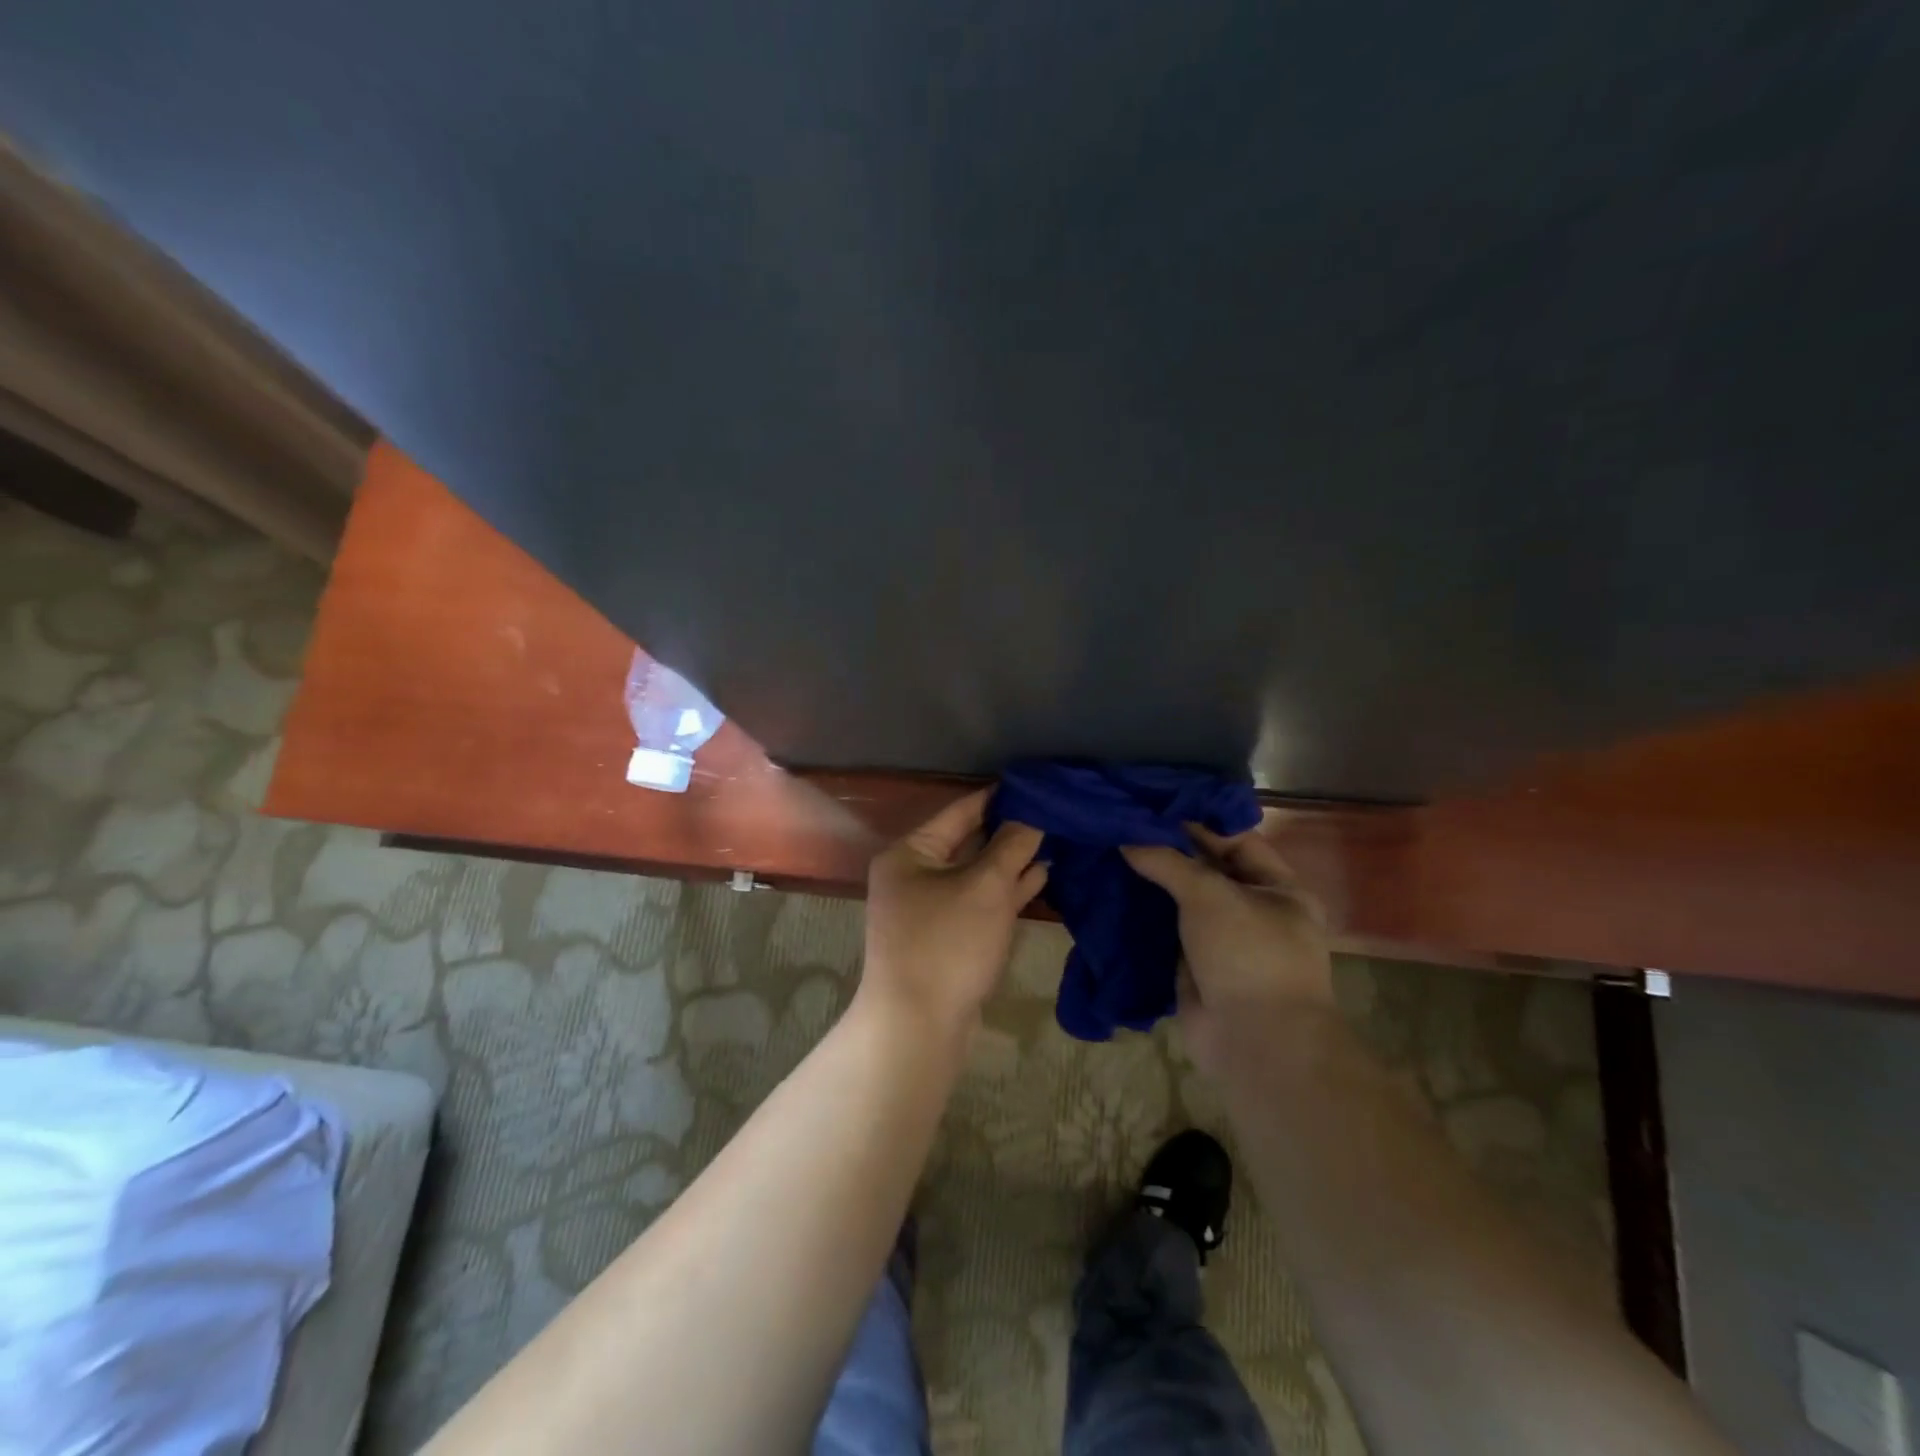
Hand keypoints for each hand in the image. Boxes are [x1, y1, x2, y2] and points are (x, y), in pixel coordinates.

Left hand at [860, 788, 1047, 1038]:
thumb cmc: (948, 943)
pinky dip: (1008, 890)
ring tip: (1056, 839)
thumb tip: (1032, 814)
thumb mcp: (984, 887)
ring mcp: (930, 908)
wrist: (919, 1027)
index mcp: (909, 853)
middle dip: (1010, 831)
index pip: (960, 811)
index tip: (1037, 785)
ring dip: (1013, 861)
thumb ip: (1011, 846)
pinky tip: (1041, 875)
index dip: (999, 797)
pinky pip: (980, 902)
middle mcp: (914, 875)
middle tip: (1054, 812)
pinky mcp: (948, 937)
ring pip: (978, 874)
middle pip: (969, 841)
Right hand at [1122, 822, 1333, 1074]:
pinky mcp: (1195, 965)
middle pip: (1206, 868)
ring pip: (1183, 901)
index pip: (1235, 839)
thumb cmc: (1247, 954)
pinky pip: (1167, 930)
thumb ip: (1167, 862)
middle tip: (1124, 824)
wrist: (1253, 1042)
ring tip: (1110, 850)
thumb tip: (1126, 838)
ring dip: (1152, 882)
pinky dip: (1143, 914)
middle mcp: (1254, 910)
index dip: (1196, 821)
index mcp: (1279, 888)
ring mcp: (1223, 940)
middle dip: (1168, 850)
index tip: (1153, 804)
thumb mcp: (1210, 895)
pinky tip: (1111, 892)